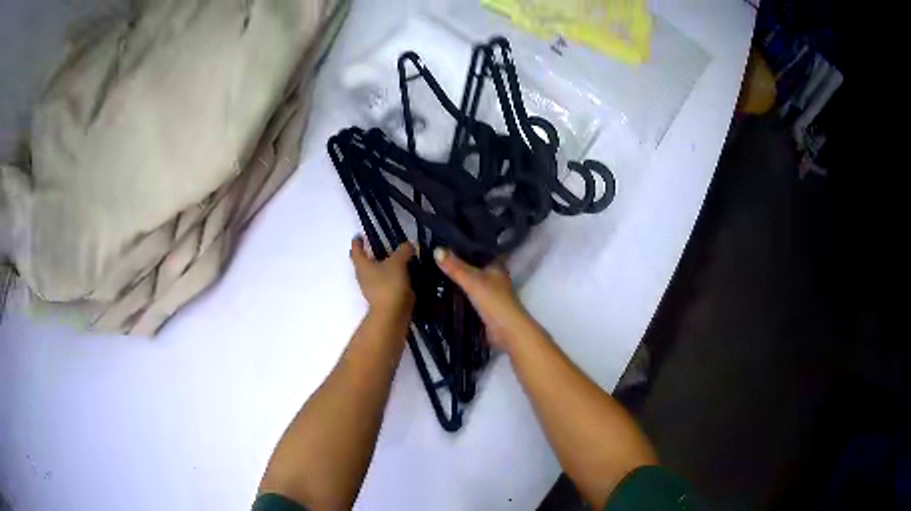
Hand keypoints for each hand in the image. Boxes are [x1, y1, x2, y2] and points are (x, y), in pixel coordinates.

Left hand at [350, 236, 415, 313]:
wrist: (392, 315)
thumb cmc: (389, 284)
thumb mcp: (398, 262)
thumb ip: (403, 251)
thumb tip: (409, 244)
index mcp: (362, 265)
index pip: (356, 250)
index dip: (357, 242)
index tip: (359, 236)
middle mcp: (362, 276)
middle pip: (363, 262)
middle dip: (369, 255)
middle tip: (378, 247)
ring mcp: (370, 289)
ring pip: (373, 273)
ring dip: (380, 267)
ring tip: (394, 260)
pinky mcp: (380, 298)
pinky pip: (383, 283)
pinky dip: (389, 278)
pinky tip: (400, 275)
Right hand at [434, 247, 542, 350]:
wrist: (507, 330)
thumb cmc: (494, 301)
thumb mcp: (472, 281)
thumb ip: (455, 267)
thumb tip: (436, 249)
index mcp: (496, 264)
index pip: (480, 248)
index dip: (467, 242)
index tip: (448, 237)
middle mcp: (494, 275)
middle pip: (474, 264)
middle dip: (459, 260)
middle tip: (436, 253)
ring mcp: (490, 291)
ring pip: (471, 279)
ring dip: (458, 276)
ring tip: (436, 268)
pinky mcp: (485, 305)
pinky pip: (469, 293)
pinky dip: (459, 291)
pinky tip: (445, 288)